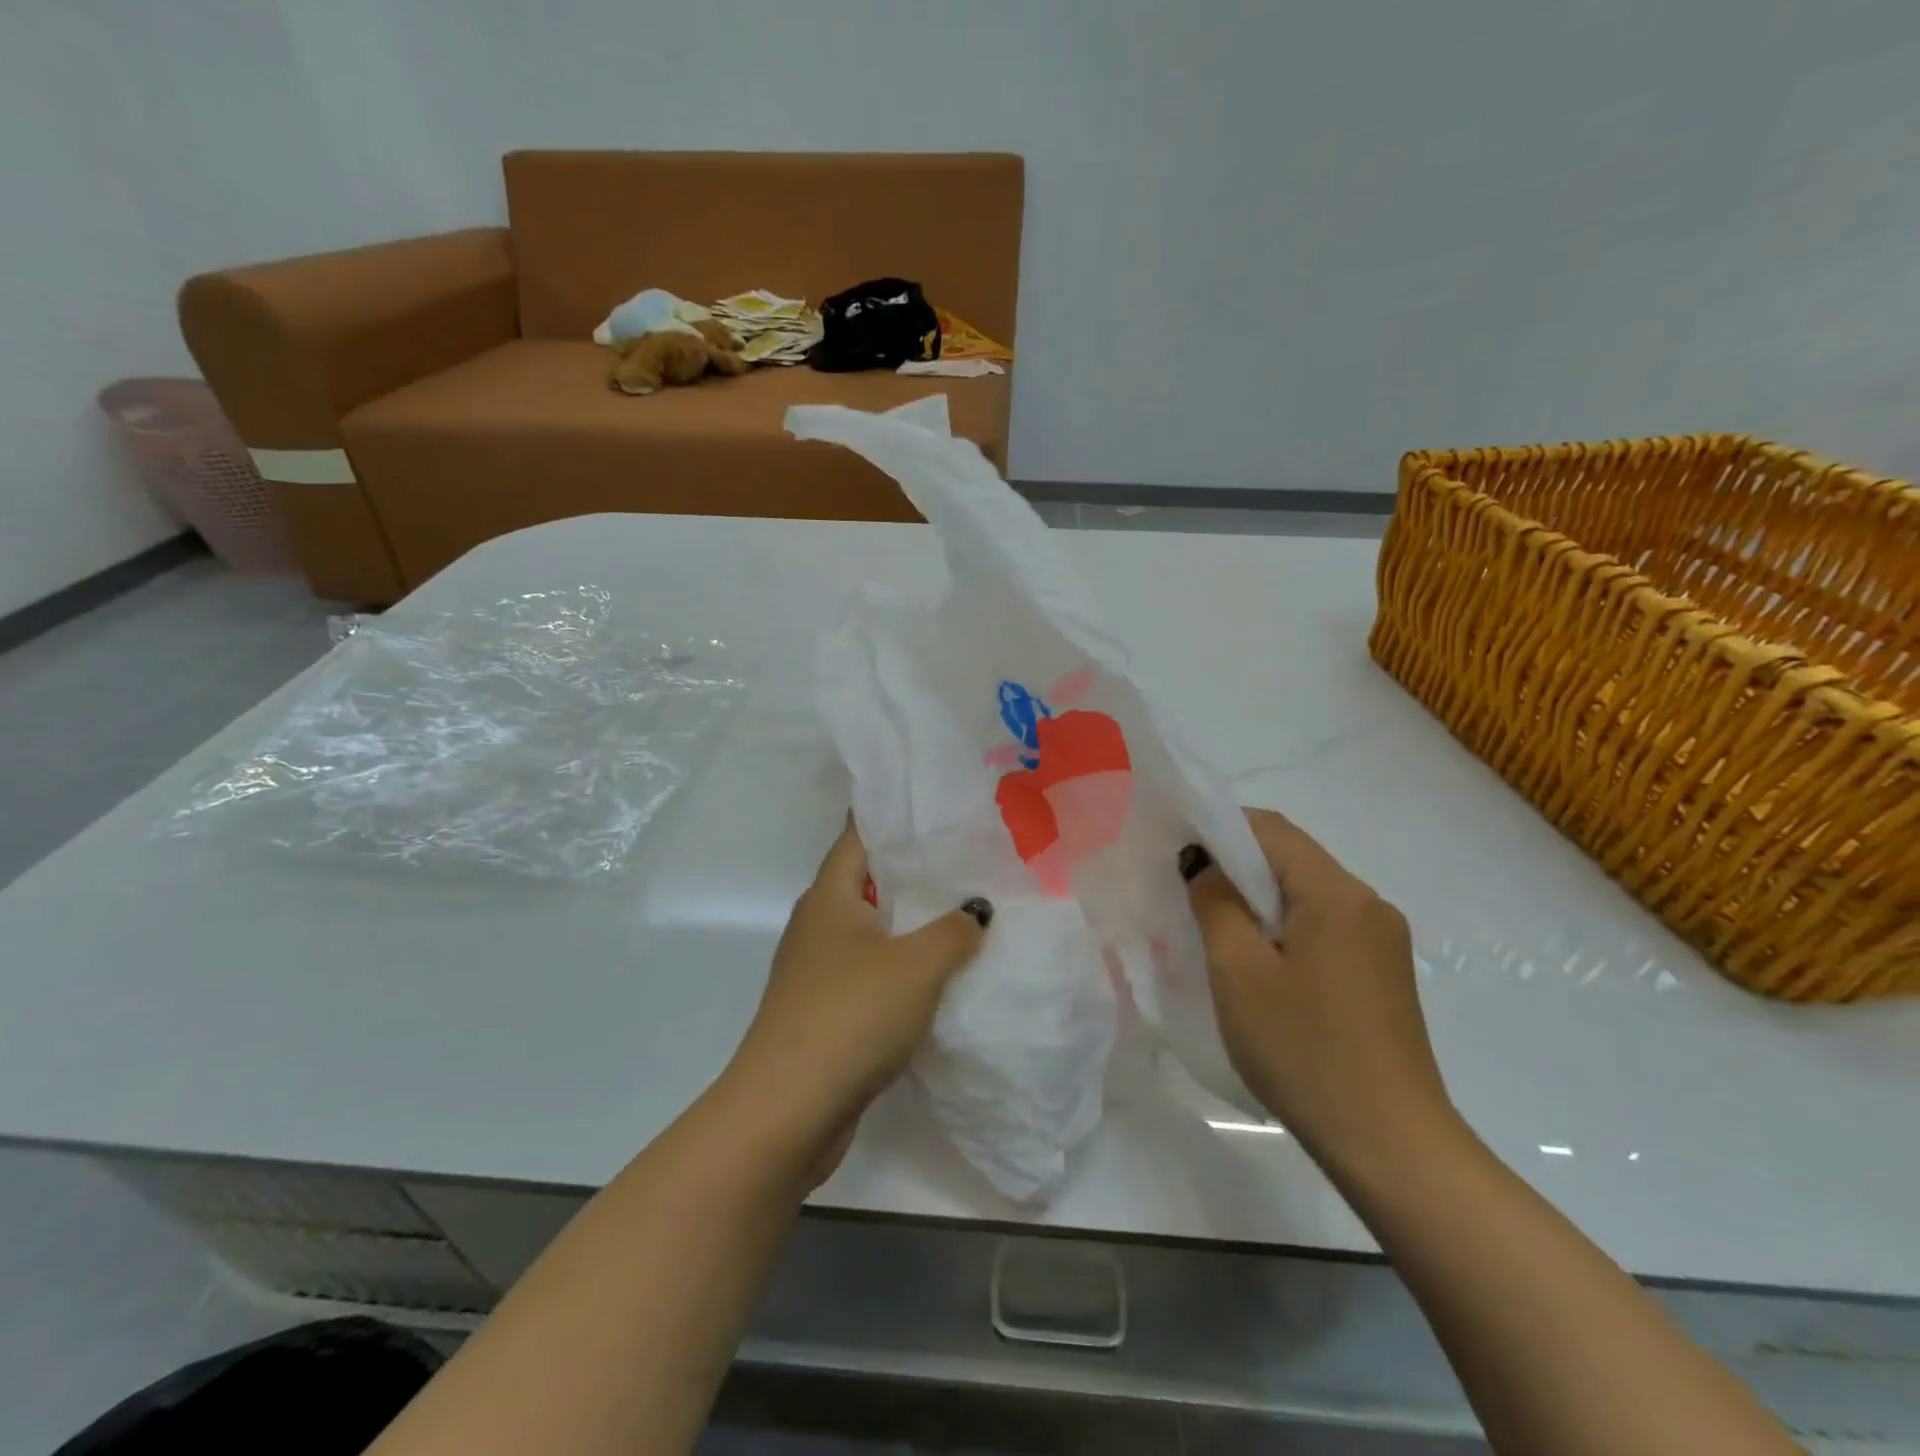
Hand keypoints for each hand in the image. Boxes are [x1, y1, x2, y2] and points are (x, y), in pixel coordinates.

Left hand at [723, 821, 989, 1181]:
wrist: (788, 1110)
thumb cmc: (850, 1015)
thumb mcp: (916, 965)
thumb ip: (954, 930)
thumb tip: (977, 909)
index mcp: (829, 896)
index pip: (858, 835)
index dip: (891, 815)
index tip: (934, 804)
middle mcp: (818, 924)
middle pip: (866, 881)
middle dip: (912, 869)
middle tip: (966, 855)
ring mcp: (818, 969)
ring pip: (871, 930)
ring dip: (910, 922)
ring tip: (964, 909)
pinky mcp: (826, 1009)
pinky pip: (871, 970)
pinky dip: (902, 965)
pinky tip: (940, 972)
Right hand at [1187, 808, 1458, 1182]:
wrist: (1391, 1146)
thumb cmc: (1304, 1050)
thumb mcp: (1239, 972)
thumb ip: (1215, 902)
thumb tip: (1201, 861)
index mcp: (1337, 894)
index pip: (1271, 829)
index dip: (1218, 827)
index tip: (1176, 851)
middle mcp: (1368, 904)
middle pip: (1292, 858)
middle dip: (1235, 864)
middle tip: (1186, 890)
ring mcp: (1382, 940)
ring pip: (1307, 894)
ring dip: (1258, 898)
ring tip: (1214, 928)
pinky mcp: (1382, 972)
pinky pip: (1324, 926)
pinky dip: (1284, 927)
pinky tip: (1259, 962)